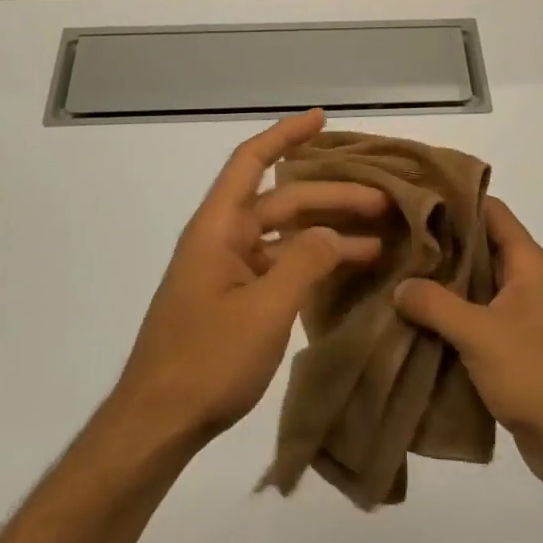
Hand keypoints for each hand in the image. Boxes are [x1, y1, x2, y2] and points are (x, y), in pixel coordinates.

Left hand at [112, 110, 384, 450]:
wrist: (158, 422)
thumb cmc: (207, 359)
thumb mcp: (265, 308)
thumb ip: (306, 262)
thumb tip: (335, 236)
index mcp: (218, 227)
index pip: (251, 162)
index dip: (285, 135)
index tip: (322, 120)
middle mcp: (222, 239)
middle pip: (282, 201)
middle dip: (332, 196)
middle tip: (384, 201)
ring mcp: (228, 271)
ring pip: (285, 236)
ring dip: (328, 232)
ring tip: (380, 236)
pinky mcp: (234, 300)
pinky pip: (280, 266)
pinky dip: (312, 264)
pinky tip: (346, 272)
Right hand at [393, 198, 542, 490]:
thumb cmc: (534, 373)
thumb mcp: (478, 333)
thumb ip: (435, 304)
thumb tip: (400, 287)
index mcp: (528, 264)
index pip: (492, 212)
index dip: (457, 198)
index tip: (416, 193)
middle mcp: (526, 282)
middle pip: (480, 247)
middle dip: (440, 242)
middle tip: (394, 234)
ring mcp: (520, 315)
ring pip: (474, 284)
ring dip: (441, 281)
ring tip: (396, 272)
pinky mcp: (512, 346)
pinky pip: (475, 317)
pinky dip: (448, 314)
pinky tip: (414, 317)